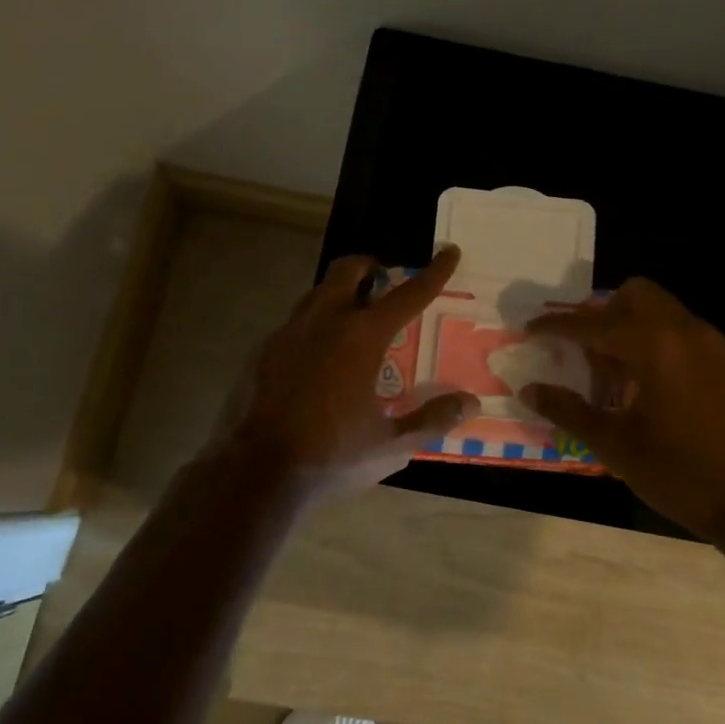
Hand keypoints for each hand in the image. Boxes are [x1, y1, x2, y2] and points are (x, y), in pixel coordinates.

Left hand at [211, 245, 476, 497]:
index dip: (433, 273)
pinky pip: (294, 324)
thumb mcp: (390, 445)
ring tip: (351, 317)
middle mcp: (324, 322)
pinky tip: (316, 357)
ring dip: (338, 293)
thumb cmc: (331, 455)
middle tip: (382, 279)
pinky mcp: (261, 352)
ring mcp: (287, 333)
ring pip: (316, 293)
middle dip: (368, 265)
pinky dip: (313, 326)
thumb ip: (432, 420)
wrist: (255, 471)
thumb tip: (469, 402)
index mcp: (362, 338)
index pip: (407, 295)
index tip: (448, 252)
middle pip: (347, 270)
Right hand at [521, 278, 724, 539]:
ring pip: (662, 311)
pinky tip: (651, 388)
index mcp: (654, 346)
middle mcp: (685, 331)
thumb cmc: (681, 474)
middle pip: (635, 294)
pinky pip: (684, 333)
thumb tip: (529, 389)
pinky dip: (658, 342)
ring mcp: (714, 344)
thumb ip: (569, 411)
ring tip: (615, 374)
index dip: (556, 325)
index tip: (531, 329)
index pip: (592, 324)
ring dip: (631, 327)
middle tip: (584, 350)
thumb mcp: (616, 446)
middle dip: (603, 312)